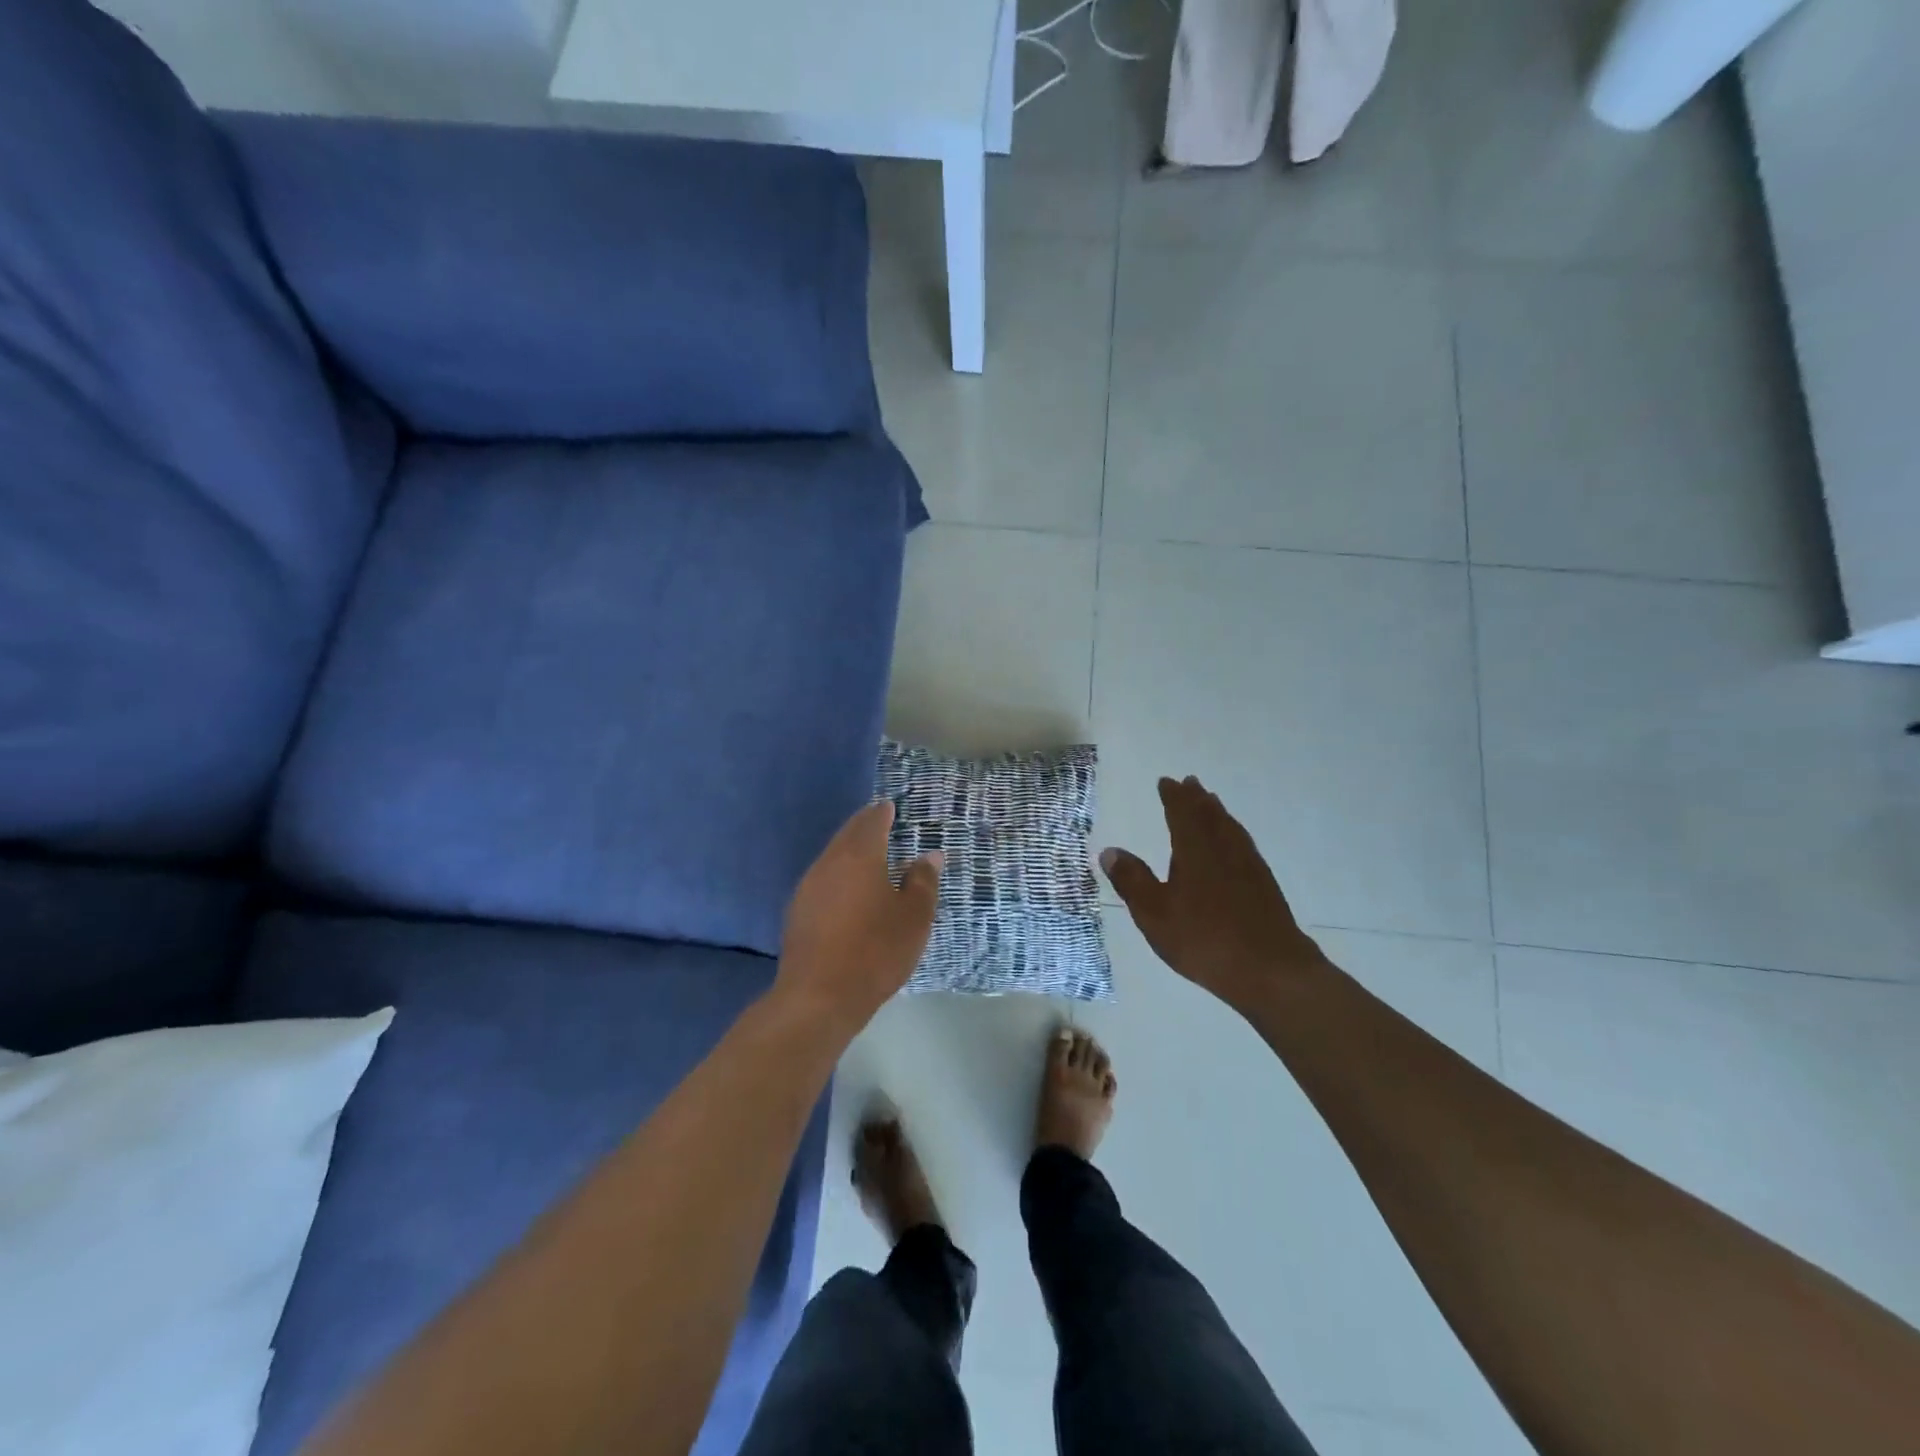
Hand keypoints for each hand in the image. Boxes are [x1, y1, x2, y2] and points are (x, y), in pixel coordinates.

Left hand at [775, 801, 941, 1035]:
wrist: (818, 996)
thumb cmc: (876, 950)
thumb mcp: (914, 917)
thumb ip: (923, 881)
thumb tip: (930, 855)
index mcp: (860, 856)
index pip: (871, 821)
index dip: (882, 812)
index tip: (890, 807)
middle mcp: (829, 862)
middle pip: (848, 835)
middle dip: (864, 826)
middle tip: (879, 822)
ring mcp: (808, 887)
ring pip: (832, 857)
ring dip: (849, 851)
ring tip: (868, 856)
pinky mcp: (798, 912)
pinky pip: (823, 879)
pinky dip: (838, 875)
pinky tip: (848, 890)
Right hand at [1101, 776, 1322, 1011]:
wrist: (1271, 970)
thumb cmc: (1204, 940)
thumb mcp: (1154, 914)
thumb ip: (1132, 881)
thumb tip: (1109, 850)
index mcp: (1195, 852)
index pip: (1182, 814)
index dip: (1173, 797)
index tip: (1166, 781)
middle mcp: (1224, 850)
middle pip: (1211, 816)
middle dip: (1197, 799)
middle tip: (1190, 783)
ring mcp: (1249, 867)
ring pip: (1231, 829)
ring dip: (1218, 813)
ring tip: (1212, 804)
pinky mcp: (1265, 887)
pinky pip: (1246, 846)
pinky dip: (1235, 834)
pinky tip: (1235, 846)